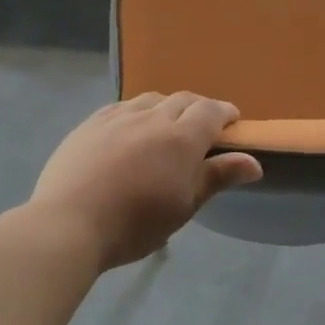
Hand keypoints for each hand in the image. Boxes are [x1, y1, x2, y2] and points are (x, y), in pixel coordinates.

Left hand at [30, 92, 263, 269]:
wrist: (69, 223)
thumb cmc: (135, 224)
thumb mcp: (184, 206)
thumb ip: (218, 177)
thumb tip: (255, 162)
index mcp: (182, 138)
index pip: (211, 111)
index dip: (226, 113)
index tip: (233, 122)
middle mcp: (153, 118)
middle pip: (183, 100)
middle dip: (198, 109)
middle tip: (203, 127)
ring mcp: (118, 117)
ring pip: (151, 99)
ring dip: (167, 107)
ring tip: (166, 126)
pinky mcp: (91, 123)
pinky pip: (122, 107)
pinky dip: (137, 112)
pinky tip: (131, 127)